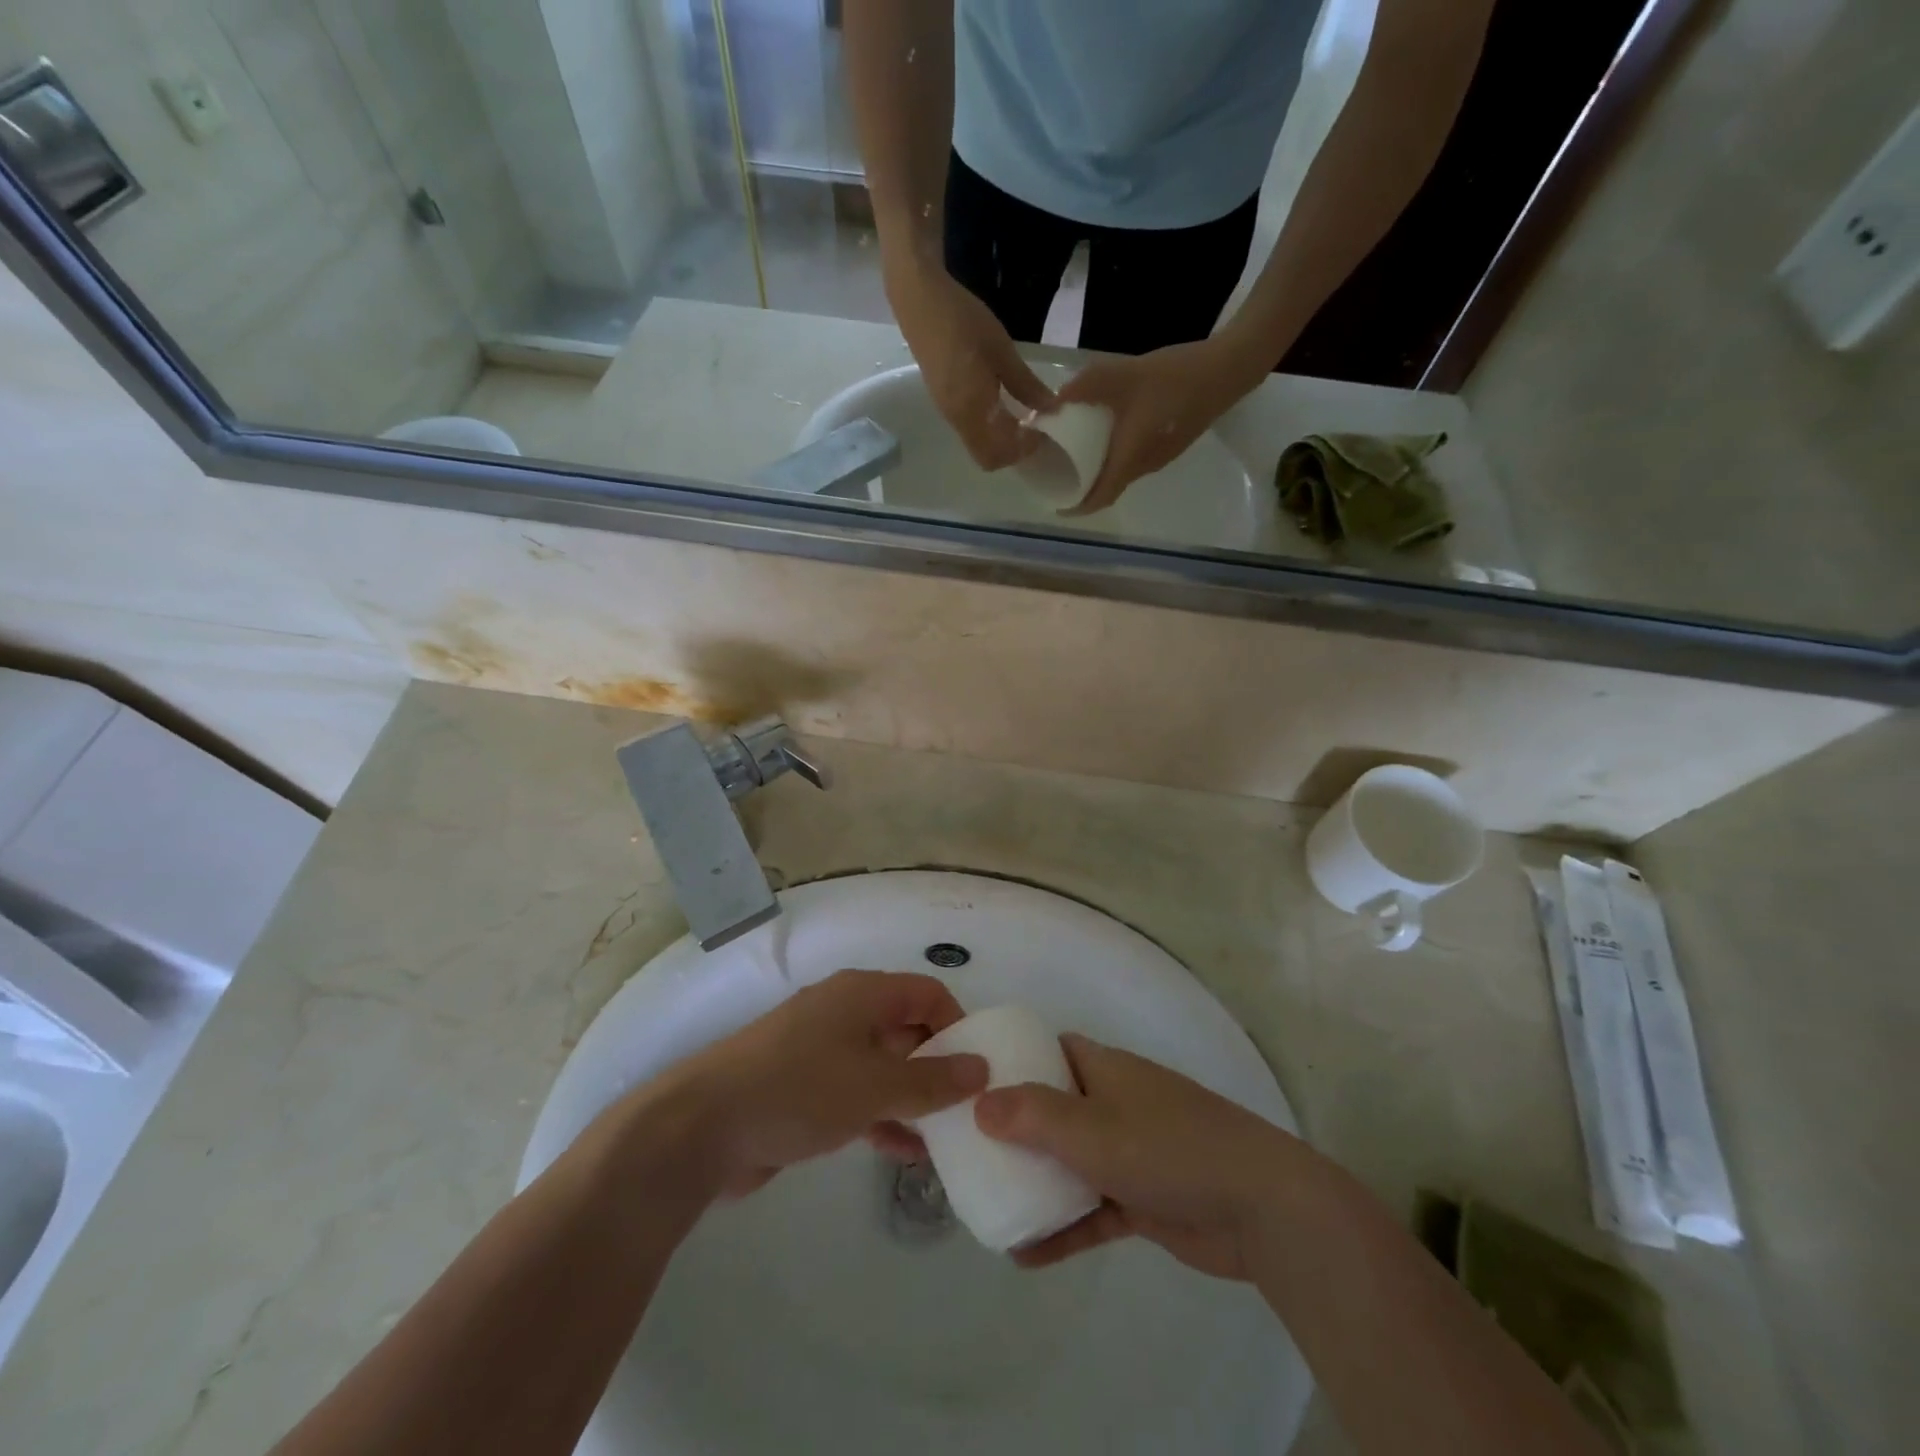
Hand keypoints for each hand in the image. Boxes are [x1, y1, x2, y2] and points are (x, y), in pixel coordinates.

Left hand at [666, 970, 987, 1196]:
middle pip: (906, 1029)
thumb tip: (981, 1067)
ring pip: (884, 1067)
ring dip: (913, 1099)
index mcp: (862, 994)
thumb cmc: (798, 1090)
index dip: (957, 1024)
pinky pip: (858, 1094)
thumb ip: (932, 1080)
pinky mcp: (804, 1088)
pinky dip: (882, 1116)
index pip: (927, 993)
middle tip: (968, 1109)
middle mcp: (845, 1013)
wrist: (702, 1127)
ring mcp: (822, 1051)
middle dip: (938, 1067)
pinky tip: (905, 1153)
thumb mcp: (875, 1085)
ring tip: (944, 1140)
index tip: (977, 1069)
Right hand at [889, 261, 1056, 469]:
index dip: (1024, 450)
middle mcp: (959, 420)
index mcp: (973, 410)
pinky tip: (1003, 405)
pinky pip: (972, 431)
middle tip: (1035, 428)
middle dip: (1013, 451)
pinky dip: (991, 429)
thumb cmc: (963, 321)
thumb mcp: (1002, 351)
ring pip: (980, 445)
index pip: (1000, 453)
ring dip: (1003, 440)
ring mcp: (949, 413)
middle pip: (988, 458)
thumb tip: (1051, 409)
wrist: (920, 301)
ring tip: (1023, 417)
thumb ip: (1026, 385)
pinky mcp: (945, 403)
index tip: (1044, 429)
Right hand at [974, 1034, 1291, 1278]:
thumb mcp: (1092, 1128)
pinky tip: (1024, 1254)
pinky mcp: (1144, 1199)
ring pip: (1071, 1160)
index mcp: (1105, 1069)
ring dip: (1036, 1180)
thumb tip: (979, 1104)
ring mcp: (1131, 1151)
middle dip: (1016, 1126)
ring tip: (988, 1199)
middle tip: (969, 1148)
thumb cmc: (1168, 1147)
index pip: (1052, 1051)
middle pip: (1055, 1106)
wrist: (1260, 1206)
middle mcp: (1115, 1102)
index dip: (1016, 1060)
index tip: (976, 1082)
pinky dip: (1063, 1226)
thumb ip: (1033, 1115)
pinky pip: (1091, 1208)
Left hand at [1054, 339, 1261, 515]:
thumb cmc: (1175, 376)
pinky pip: (1134, 461)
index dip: (1078, 507)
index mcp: (1131, 457)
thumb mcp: (1123, 374)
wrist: (1228, 369)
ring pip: (1122, 475)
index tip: (1058, 508)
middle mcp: (1144, 466)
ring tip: (1075, 458)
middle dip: (1084, 490)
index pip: (1101, 496)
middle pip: (1110, 489)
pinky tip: (1105, 437)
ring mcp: (1160, 458)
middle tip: (1058, 477)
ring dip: (1100, 474)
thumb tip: (1049, 405)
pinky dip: (1115, 459)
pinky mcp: (1170, 445)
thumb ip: (1085, 388)